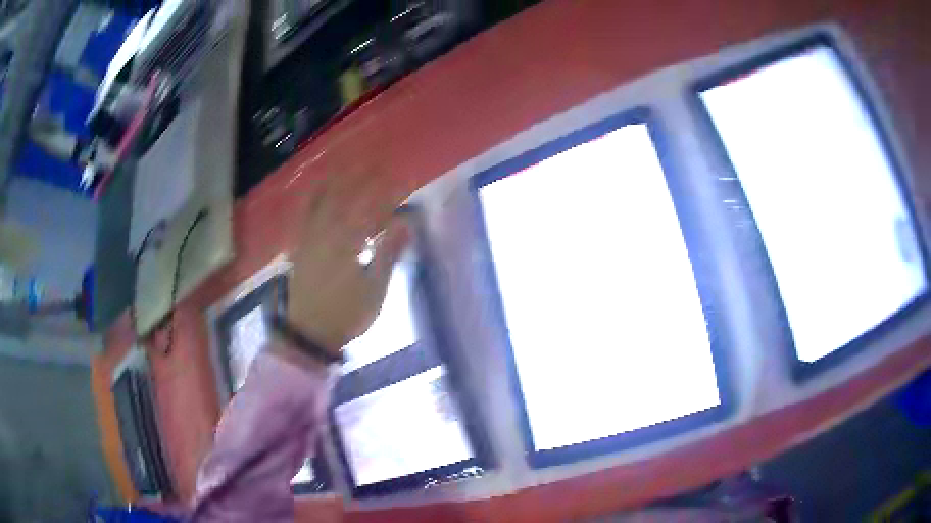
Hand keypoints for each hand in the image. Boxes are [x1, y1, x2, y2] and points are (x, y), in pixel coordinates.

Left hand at [286, 169, 411, 354]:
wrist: (308, 332)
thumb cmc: (346, 314)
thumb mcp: (374, 290)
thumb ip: (388, 254)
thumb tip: (405, 223)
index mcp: (347, 243)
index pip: (372, 209)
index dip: (390, 193)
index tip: (406, 181)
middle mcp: (326, 233)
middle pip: (346, 197)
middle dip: (364, 177)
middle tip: (378, 162)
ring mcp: (310, 238)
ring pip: (323, 200)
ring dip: (337, 180)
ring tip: (348, 163)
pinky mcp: (300, 246)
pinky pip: (305, 214)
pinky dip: (312, 197)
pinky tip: (317, 189)